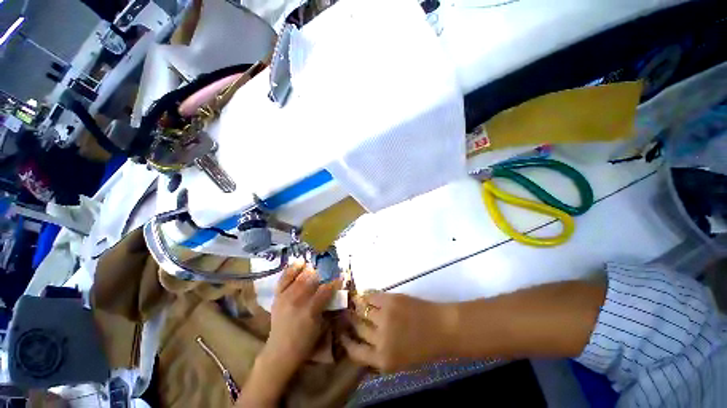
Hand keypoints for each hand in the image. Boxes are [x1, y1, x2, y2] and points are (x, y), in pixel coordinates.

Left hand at [264, 261, 339, 373]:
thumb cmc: (305, 341)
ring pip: (300, 277)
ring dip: (309, 270)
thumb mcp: (321, 325)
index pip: (326, 289)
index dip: (334, 282)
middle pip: (312, 279)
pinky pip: (284, 278)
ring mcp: (285, 297)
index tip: (340, 277)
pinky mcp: (277, 296)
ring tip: (314, 269)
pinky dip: (292, 269)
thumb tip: (334, 291)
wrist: (280, 351)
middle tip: (325, 274)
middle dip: (321, 274)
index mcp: (311, 310)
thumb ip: (327, 306)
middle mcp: (297, 301)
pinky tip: (300, 263)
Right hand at [341, 292, 457, 372]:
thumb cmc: (424, 348)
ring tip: (353, 303)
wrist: (442, 328)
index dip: (346, 342)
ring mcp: (384, 317)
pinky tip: (365, 296)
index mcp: (383, 360)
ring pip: (362, 310)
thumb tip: (362, 343)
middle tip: (346, 314)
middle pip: (358, 328)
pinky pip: (372, 296)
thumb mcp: (400, 361)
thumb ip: (380, 354)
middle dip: (350, 321)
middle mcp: (380, 339)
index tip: (342, 334)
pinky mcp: (390, 300)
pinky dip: (367, 296)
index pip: (355, 352)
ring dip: (356, 306)